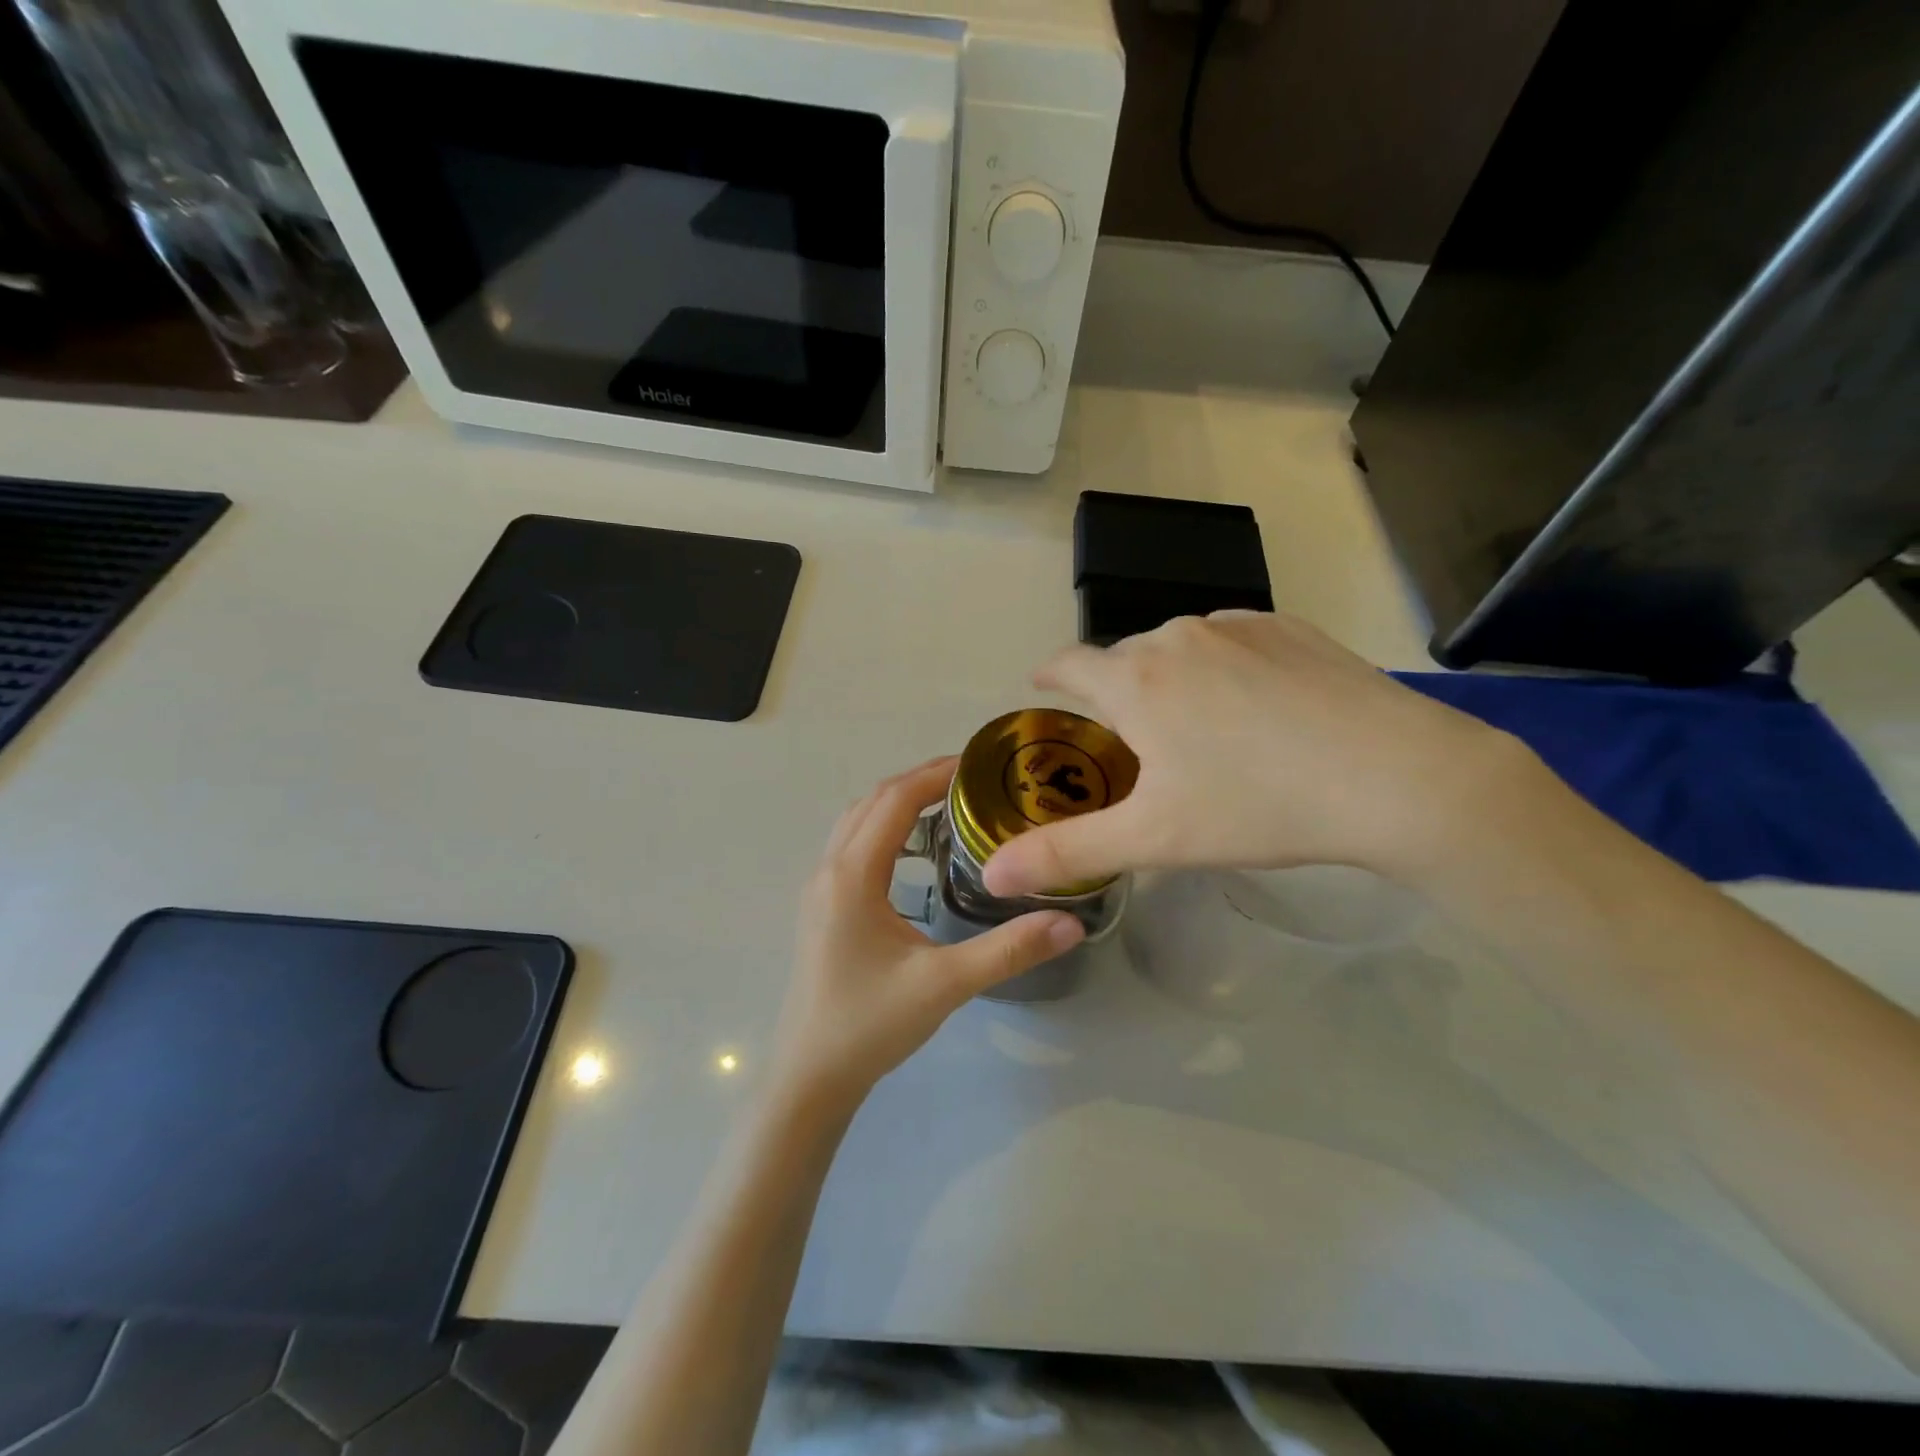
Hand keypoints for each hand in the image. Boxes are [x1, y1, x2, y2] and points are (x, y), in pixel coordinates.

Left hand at [770, 758, 1084, 1114]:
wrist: (811, 1076)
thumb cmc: (870, 1025)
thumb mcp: (945, 984)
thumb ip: (1008, 950)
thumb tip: (1072, 923)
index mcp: (852, 876)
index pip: (894, 801)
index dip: (936, 774)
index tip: (981, 764)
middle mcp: (829, 870)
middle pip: (873, 801)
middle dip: (920, 781)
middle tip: (976, 781)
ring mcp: (819, 888)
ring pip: (857, 821)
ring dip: (898, 802)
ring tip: (950, 805)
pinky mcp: (821, 907)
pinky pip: (852, 845)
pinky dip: (884, 827)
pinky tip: (916, 853)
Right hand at [982, 612, 1528, 897]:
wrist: (1398, 777)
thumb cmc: (1259, 806)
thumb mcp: (1154, 840)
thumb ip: (1066, 853)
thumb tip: (992, 875)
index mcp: (1135, 680)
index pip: (1068, 664)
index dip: (1049, 677)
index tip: (1043, 691)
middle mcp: (1177, 636)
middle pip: (1124, 658)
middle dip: (1115, 692)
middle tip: (1131, 742)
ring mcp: (1238, 624)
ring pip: (1179, 648)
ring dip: (1170, 679)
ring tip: (1197, 728)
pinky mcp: (1290, 627)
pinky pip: (1231, 641)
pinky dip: (1222, 667)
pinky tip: (1255, 708)